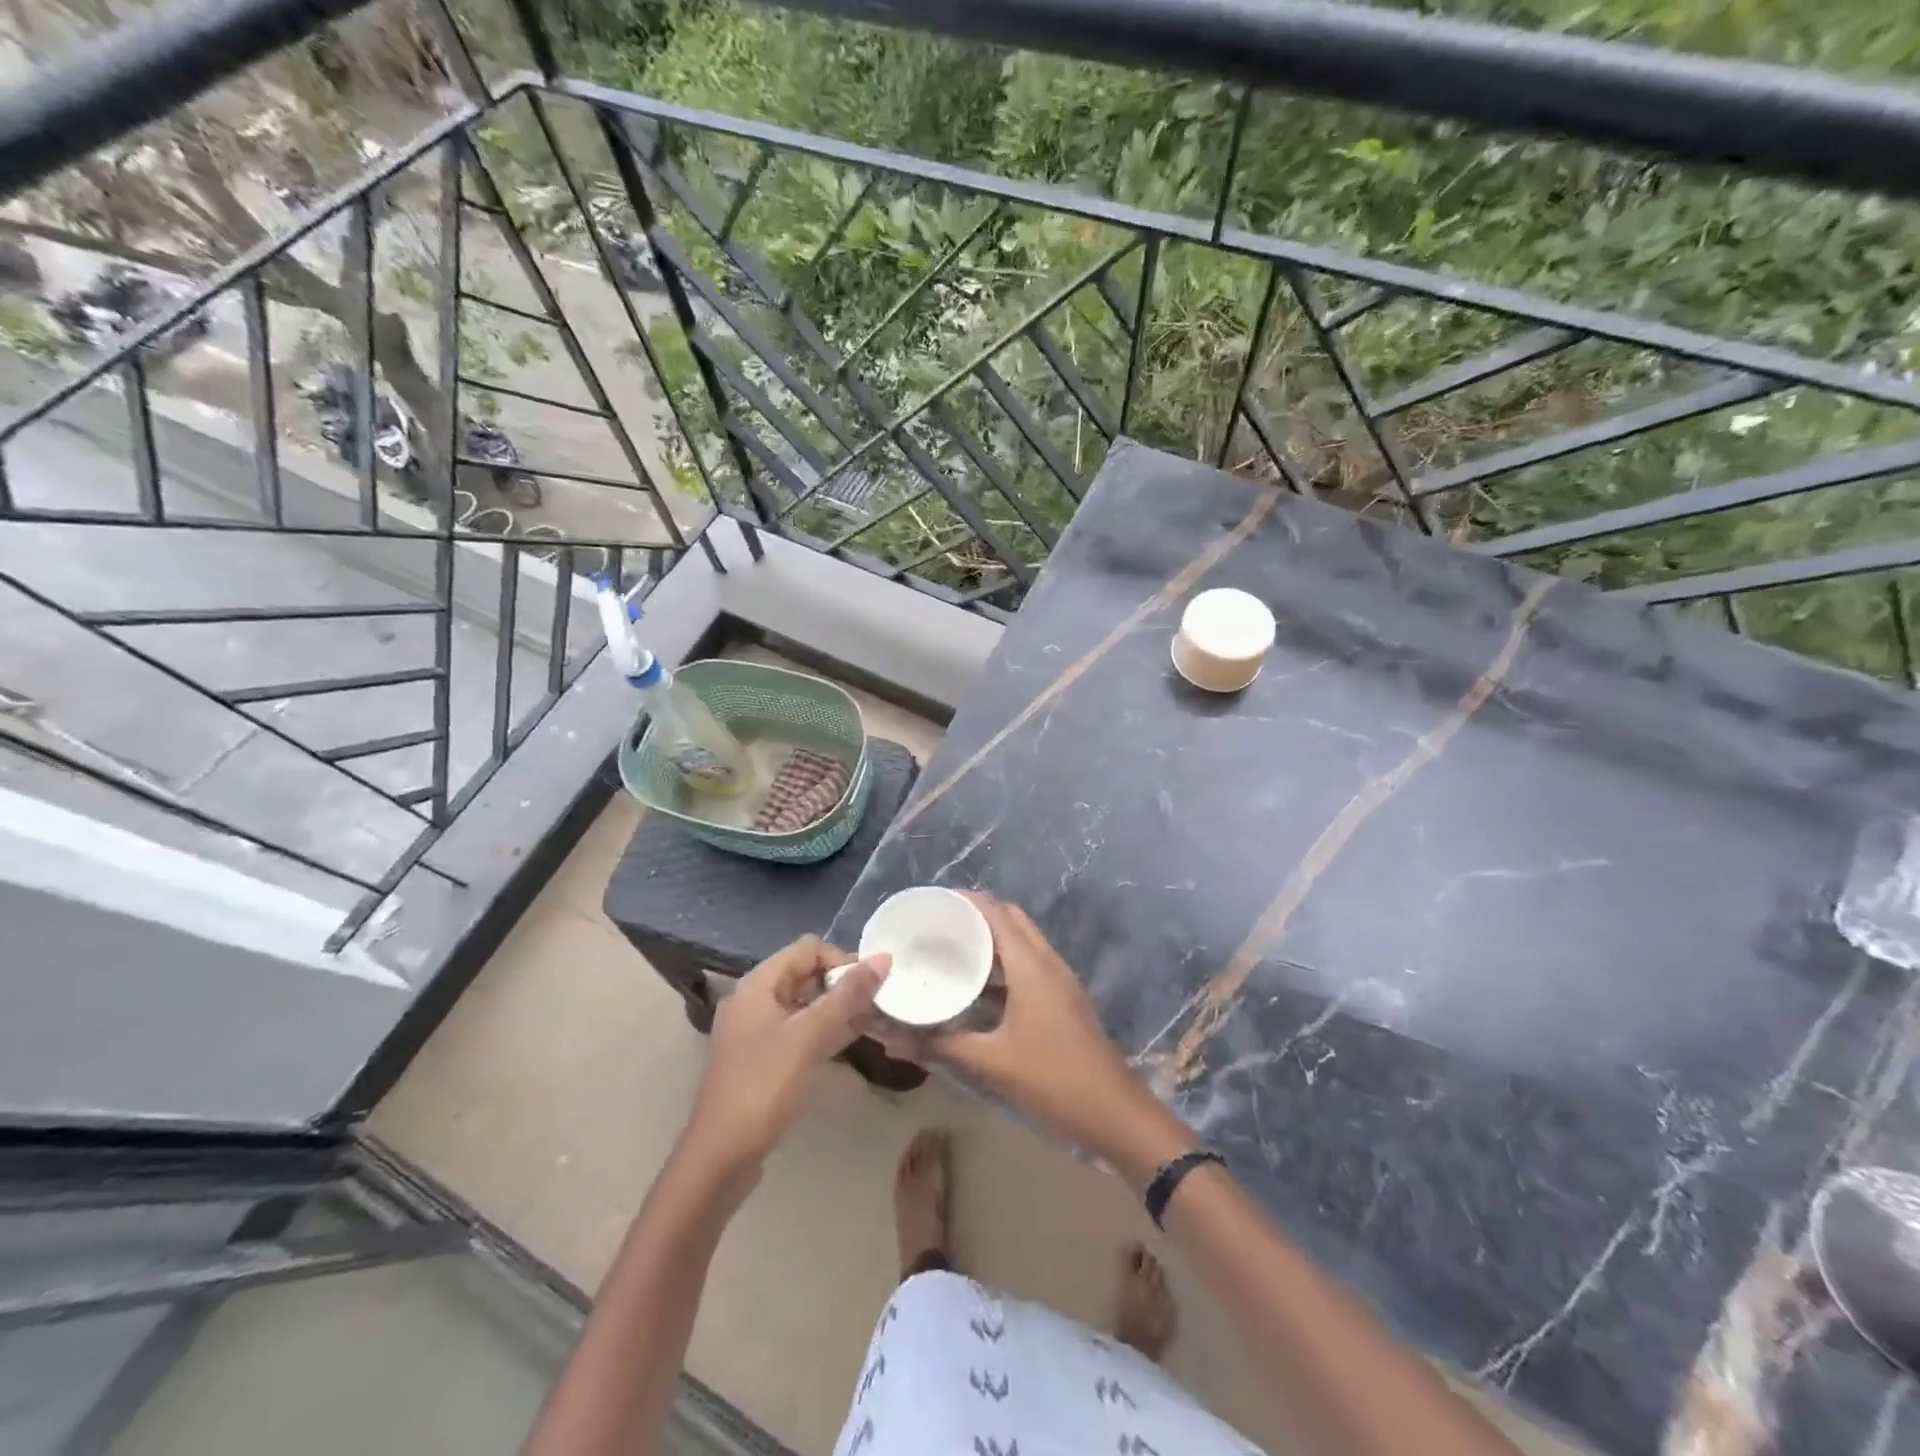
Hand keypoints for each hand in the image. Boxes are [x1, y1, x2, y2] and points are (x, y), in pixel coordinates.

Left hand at [686, 936, 889, 1174]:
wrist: (721, 1156)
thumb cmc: (764, 1086)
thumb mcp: (809, 1037)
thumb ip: (847, 996)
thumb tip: (884, 958)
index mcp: (758, 984)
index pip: (807, 949)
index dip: (841, 959)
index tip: (871, 983)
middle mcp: (754, 1000)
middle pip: (805, 974)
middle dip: (842, 983)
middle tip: (878, 1001)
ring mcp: (757, 1031)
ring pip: (805, 1004)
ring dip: (837, 1007)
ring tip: (874, 1017)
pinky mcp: (763, 1059)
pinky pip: (799, 1031)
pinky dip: (824, 1030)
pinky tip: (852, 1038)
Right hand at [933, 895, 1182, 1176]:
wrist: (1114, 1113)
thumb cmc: (1052, 1079)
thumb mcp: (991, 1063)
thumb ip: (941, 1046)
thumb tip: (892, 1040)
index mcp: (1031, 966)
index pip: (996, 913)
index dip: (966, 901)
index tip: (932, 901)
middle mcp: (1048, 963)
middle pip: (1011, 920)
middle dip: (977, 914)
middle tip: (939, 923)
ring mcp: (1060, 981)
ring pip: (1023, 942)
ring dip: (993, 938)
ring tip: (953, 946)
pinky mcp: (1063, 1000)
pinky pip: (1030, 965)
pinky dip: (1005, 963)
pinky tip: (979, 986)